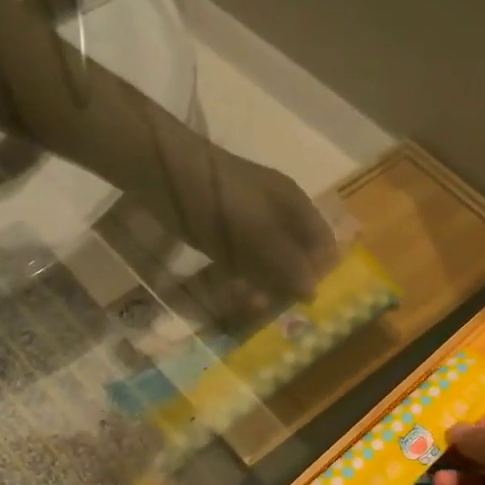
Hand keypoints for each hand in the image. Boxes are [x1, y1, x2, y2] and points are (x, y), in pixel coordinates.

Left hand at [137, 144, 341, 306]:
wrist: (161, 172)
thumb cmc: (217, 198)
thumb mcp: (258, 230)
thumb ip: (286, 262)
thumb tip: (313, 294)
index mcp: (293, 205)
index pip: (322, 244)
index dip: (320, 273)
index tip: (308, 303)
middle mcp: (276, 215)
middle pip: (295, 256)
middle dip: (290, 284)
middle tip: (278, 311)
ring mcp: (247, 225)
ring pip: (267, 263)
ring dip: (265, 286)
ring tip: (254, 307)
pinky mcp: (220, 236)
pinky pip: (241, 263)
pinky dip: (243, 280)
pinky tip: (237, 297)